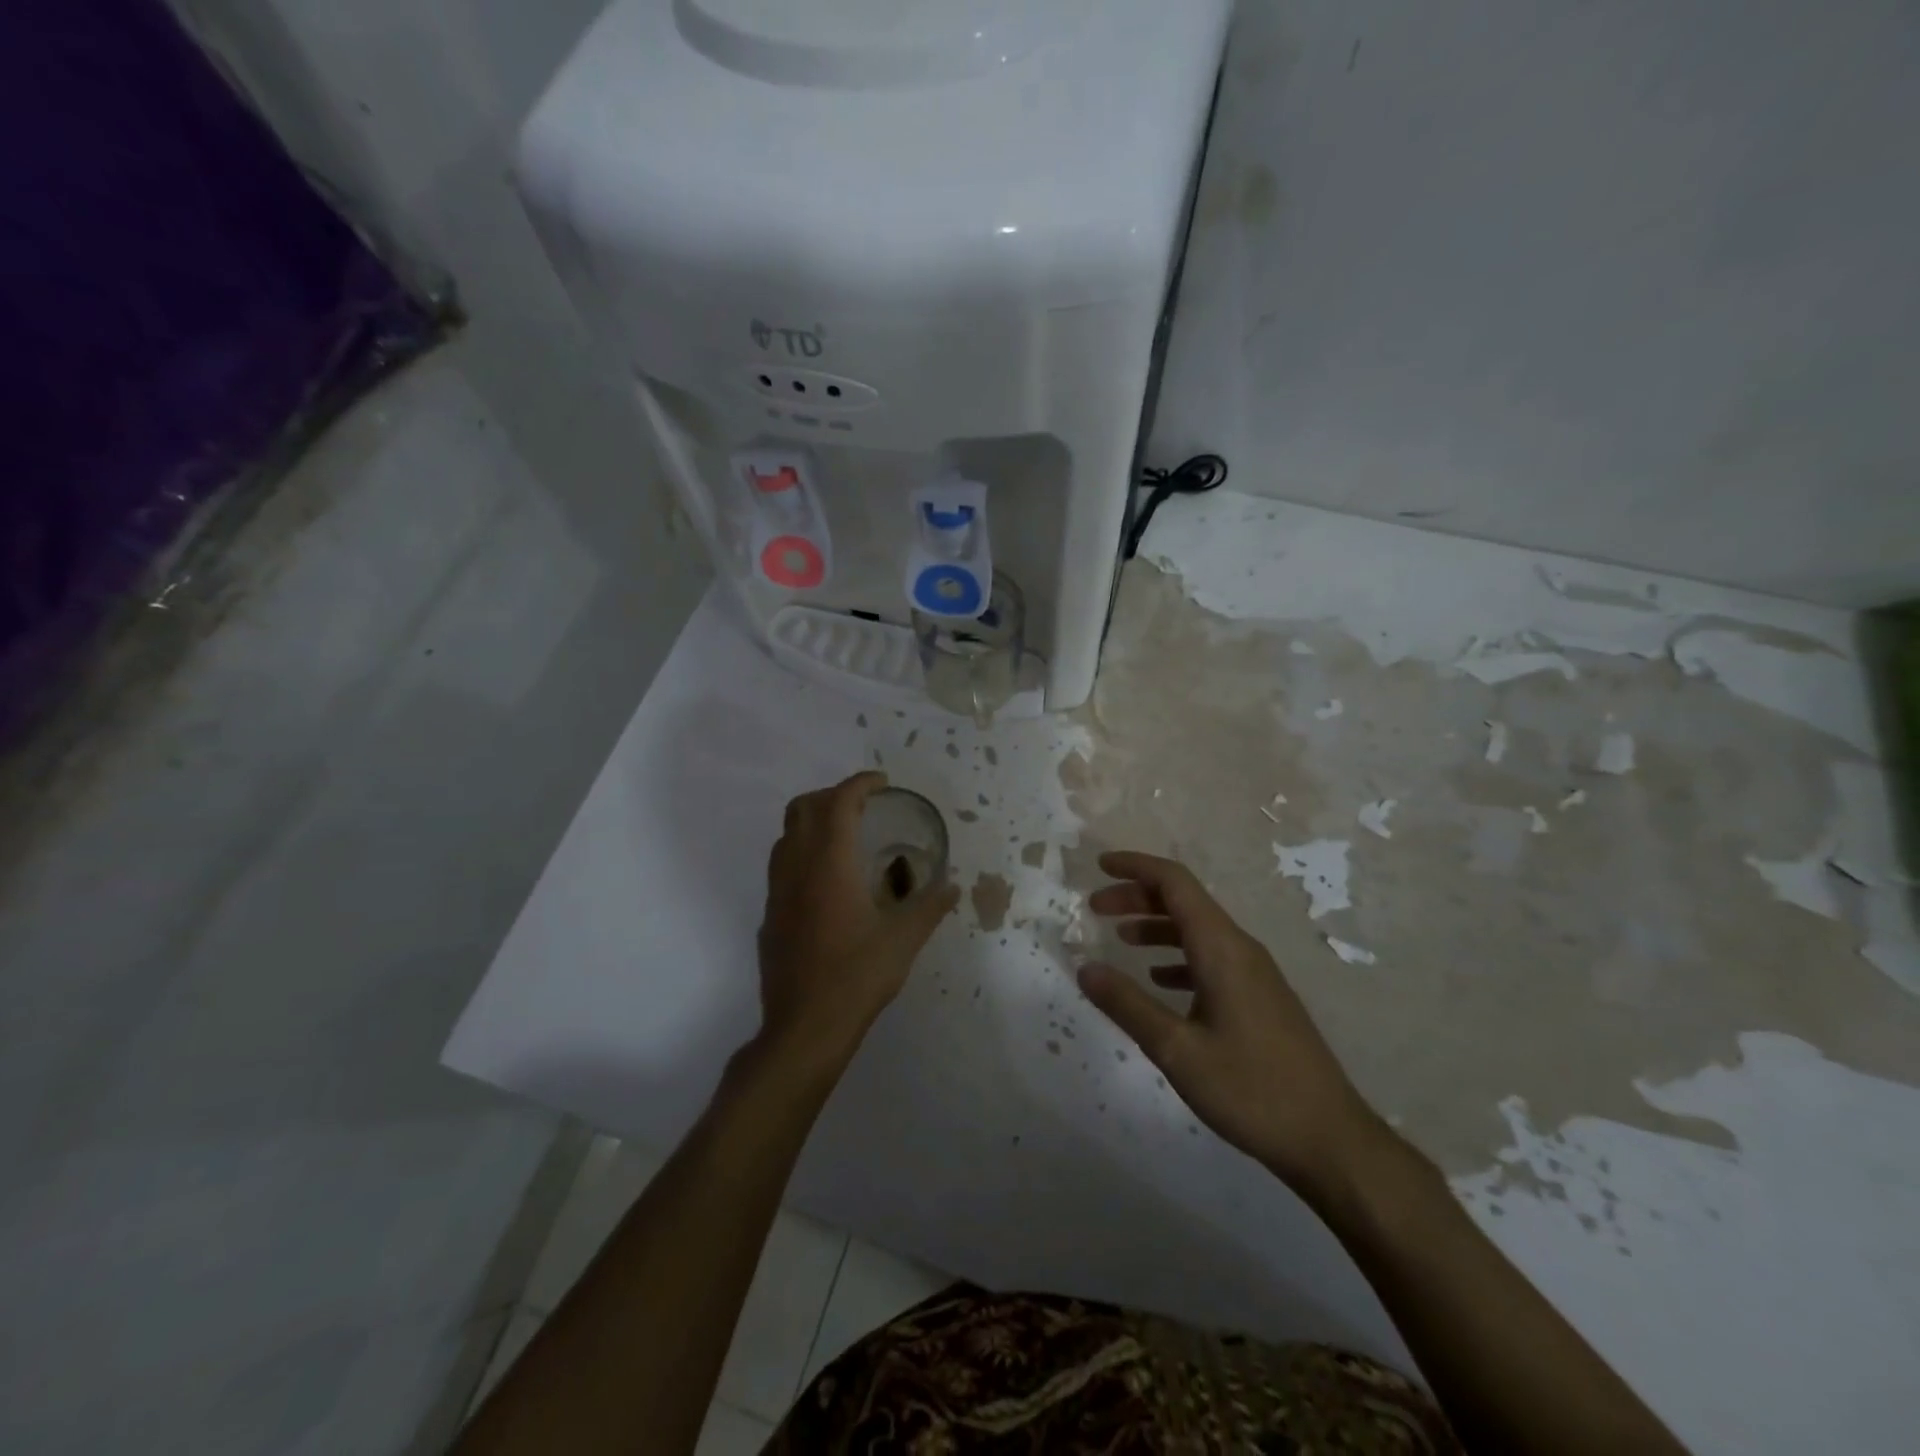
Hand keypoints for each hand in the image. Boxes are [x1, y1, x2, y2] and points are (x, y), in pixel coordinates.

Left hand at [757, 773, 960, 1069]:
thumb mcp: (904, 940)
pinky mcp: (769, 916)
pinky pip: (781, 866)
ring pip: (786, 836)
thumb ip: (930, 907)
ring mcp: (777, 892)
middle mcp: (797, 869)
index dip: (859, 784)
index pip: (838, 803)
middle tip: (862, 806)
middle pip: (802, 808)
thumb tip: (952, 886)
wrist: (804, 1028)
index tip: (882, 783)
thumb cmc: (857, 977)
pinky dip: (802, 853)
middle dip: (831, 795)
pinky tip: (826, 883)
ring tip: (844, 837)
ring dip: (812, 822)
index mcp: (830, 865)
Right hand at [1078, 851, 1390, 1199]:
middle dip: (1138, 896)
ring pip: (1198, 930)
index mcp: (1221, 948)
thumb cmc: (1251, 1089)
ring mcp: (1254, 974)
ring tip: (1120, 940)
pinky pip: (1211, 958)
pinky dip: (1178, 957)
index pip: (1174, 883)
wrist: (1331, 1139)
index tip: (1099, 866)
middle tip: (1097, 909)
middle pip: (1184, 901)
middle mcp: (1240, 949)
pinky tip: (1159, 981)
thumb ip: (1127, 1005)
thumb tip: (1085, 969)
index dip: (1135, 867)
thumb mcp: (1177, 1050)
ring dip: (1156, 926)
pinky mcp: (1260, 998)